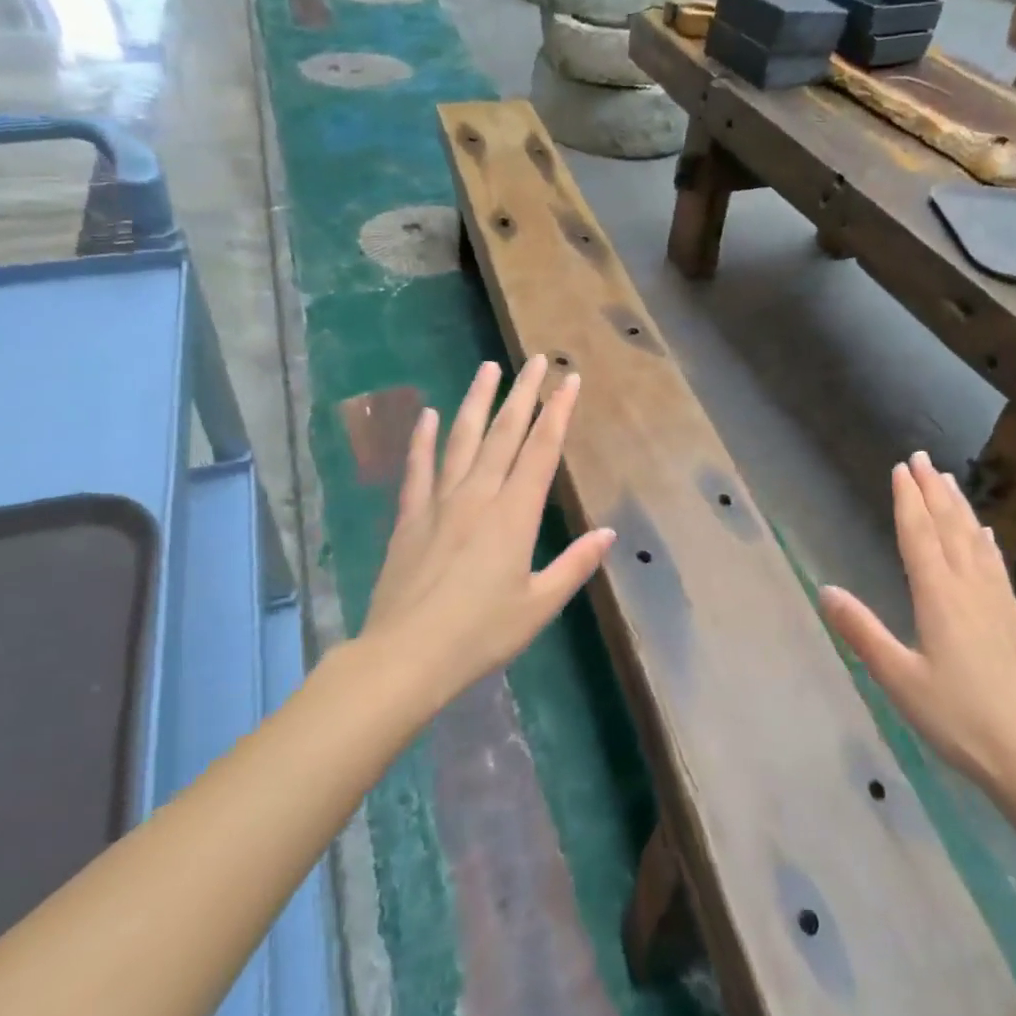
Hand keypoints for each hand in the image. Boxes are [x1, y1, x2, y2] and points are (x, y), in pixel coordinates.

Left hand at [363, 356, 613, 700]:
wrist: (406, 656)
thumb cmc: (481, 633)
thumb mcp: (539, 605)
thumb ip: (576, 565)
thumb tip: (609, 533)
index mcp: (515, 514)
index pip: (542, 449)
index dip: (558, 411)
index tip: (569, 379)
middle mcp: (479, 496)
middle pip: (505, 433)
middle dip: (523, 393)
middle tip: (535, 358)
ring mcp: (440, 502)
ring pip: (462, 439)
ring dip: (477, 401)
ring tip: (487, 368)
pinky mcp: (410, 517)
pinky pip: (418, 468)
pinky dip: (423, 439)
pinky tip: (428, 414)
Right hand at [819, 452, 1015, 802]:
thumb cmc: (955, 716)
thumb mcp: (898, 679)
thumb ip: (862, 632)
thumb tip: (825, 590)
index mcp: (938, 596)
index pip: (918, 535)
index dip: (907, 500)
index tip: (900, 468)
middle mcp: (968, 587)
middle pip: (947, 527)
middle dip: (932, 490)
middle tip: (921, 457)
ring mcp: (995, 600)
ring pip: (973, 539)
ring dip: (958, 506)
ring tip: (947, 479)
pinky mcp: (1011, 616)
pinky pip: (995, 563)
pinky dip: (985, 540)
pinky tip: (984, 532)